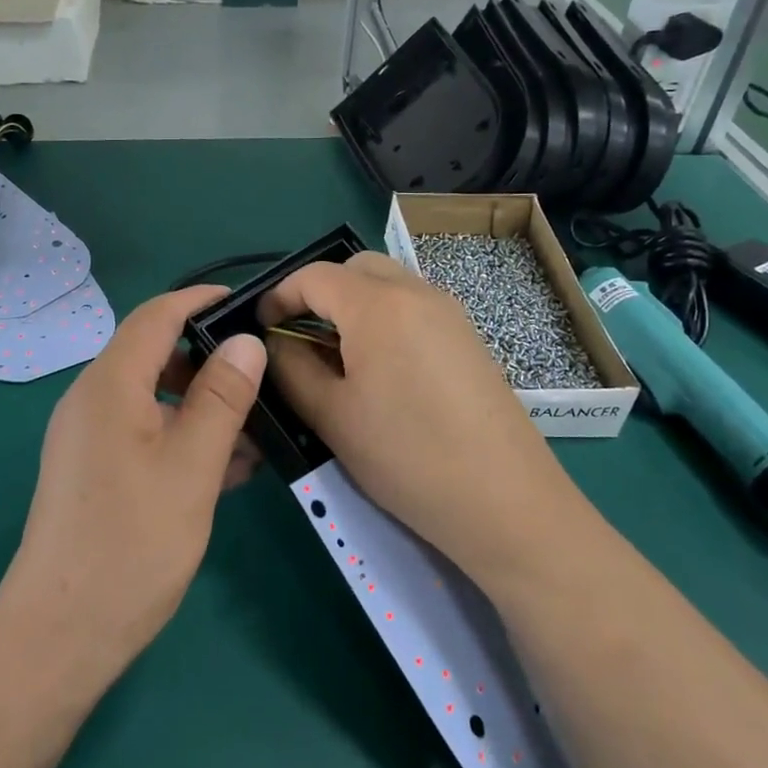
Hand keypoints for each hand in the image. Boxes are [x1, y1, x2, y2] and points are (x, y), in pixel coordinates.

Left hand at [0, 286, 265, 688]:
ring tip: (257, 430)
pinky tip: (229, 468)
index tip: (250, 303)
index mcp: (109, 384)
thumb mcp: (192, 466)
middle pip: (154, 354)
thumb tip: (245, 341)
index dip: (201, 300)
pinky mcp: (94, 470)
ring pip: (154, 398)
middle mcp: (92, 400)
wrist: (60, 635)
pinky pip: (145, 433)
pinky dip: (183, 436)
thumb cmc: (132, 543)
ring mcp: (89, 437)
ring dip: (203, 404)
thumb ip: (222, 398)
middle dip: (210, 359)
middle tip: (263, 376)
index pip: (157, 315)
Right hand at [262, 253, 575, 583]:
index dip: (280, 295)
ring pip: (389, 284)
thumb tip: (276, 341)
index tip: (262, 327)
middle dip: (320, 291)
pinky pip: (415, 307)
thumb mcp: (331, 416)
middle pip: (355, 268)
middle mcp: (417, 292)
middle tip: (301, 336)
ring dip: (355, 303)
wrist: (505, 500)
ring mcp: (450, 312)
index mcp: (378, 305)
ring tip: (339, 356)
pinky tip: (382, 370)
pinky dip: (386, 318)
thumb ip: (292, 368)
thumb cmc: (406, 456)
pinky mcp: (468, 337)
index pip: (315, 275)